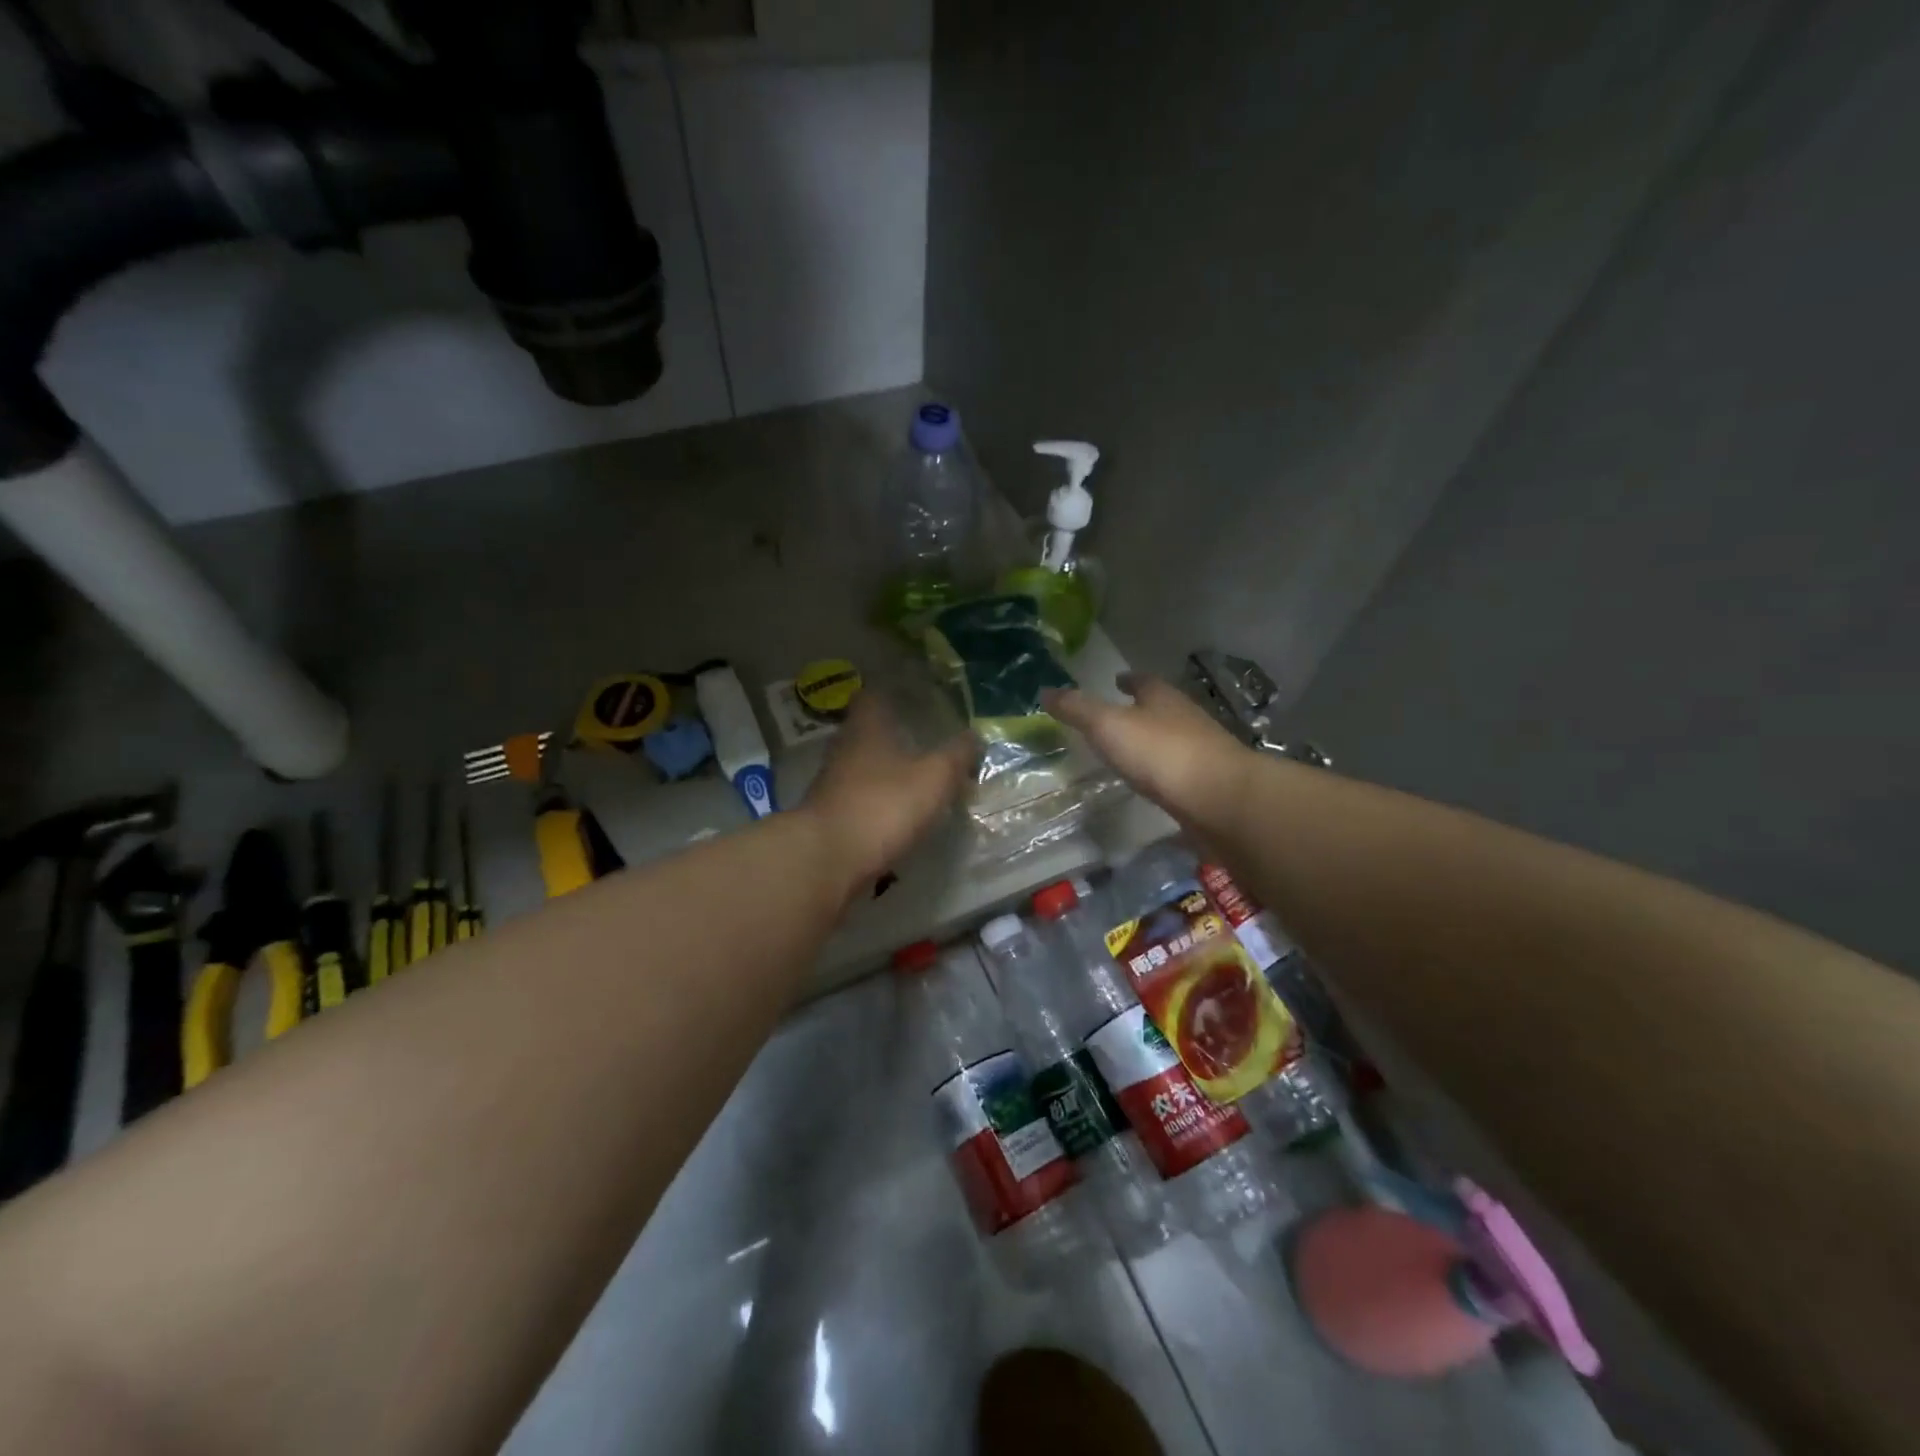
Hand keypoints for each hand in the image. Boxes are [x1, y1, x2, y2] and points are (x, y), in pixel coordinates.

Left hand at [800, 693, 976, 889]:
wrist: (827, 860)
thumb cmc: (883, 806)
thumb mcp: (934, 778)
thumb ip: (956, 755)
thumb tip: (974, 735)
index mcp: (866, 728)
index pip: (873, 696)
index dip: (892, 692)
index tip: (915, 696)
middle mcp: (844, 749)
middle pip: (867, 732)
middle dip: (893, 735)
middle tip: (924, 739)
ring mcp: (832, 784)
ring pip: (863, 767)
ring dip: (886, 771)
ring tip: (916, 778)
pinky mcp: (830, 817)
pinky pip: (859, 799)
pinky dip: (878, 802)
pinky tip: (897, 814)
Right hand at [1044, 673, 1250, 829]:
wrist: (1221, 799)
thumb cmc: (1162, 753)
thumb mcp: (1109, 726)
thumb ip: (1077, 709)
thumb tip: (1045, 690)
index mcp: (1162, 697)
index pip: (1143, 681)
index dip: (1128, 680)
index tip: (1116, 680)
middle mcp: (1186, 718)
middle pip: (1161, 707)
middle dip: (1141, 708)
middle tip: (1117, 716)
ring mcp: (1201, 751)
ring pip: (1172, 738)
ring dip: (1153, 740)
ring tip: (1129, 751)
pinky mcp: (1208, 783)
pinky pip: (1179, 770)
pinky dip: (1163, 771)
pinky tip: (1152, 782)